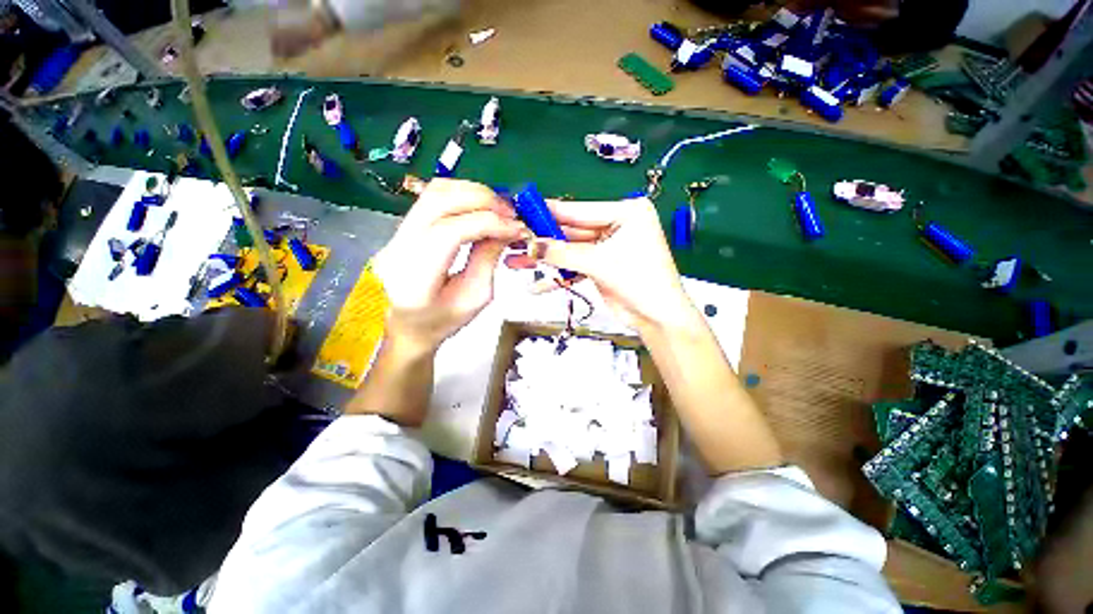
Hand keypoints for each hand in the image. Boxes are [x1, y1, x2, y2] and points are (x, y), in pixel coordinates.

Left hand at [372, 179, 527, 351]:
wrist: (406, 325)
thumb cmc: (443, 321)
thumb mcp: (475, 297)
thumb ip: (489, 260)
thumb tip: (506, 229)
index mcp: (416, 277)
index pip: (450, 232)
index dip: (488, 224)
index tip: (517, 229)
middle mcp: (399, 246)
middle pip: (439, 201)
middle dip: (483, 201)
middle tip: (512, 214)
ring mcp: (397, 232)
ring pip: (435, 192)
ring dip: (473, 192)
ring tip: (499, 209)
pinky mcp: (404, 226)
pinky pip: (433, 196)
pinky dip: (462, 194)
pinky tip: (481, 207)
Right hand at [504, 197, 696, 331]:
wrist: (658, 319)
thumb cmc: (639, 281)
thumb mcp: (599, 263)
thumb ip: (563, 253)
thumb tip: (529, 245)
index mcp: (626, 212)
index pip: (579, 210)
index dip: (549, 212)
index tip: (521, 211)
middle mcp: (616, 226)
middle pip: (572, 231)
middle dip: (543, 240)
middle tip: (513, 239)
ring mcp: (607, 247)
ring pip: (570, 250)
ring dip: (546, 259)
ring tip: (516, 262)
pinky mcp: (601, 267)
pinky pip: (575, 267)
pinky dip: (558, 276)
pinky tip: (536, 285)